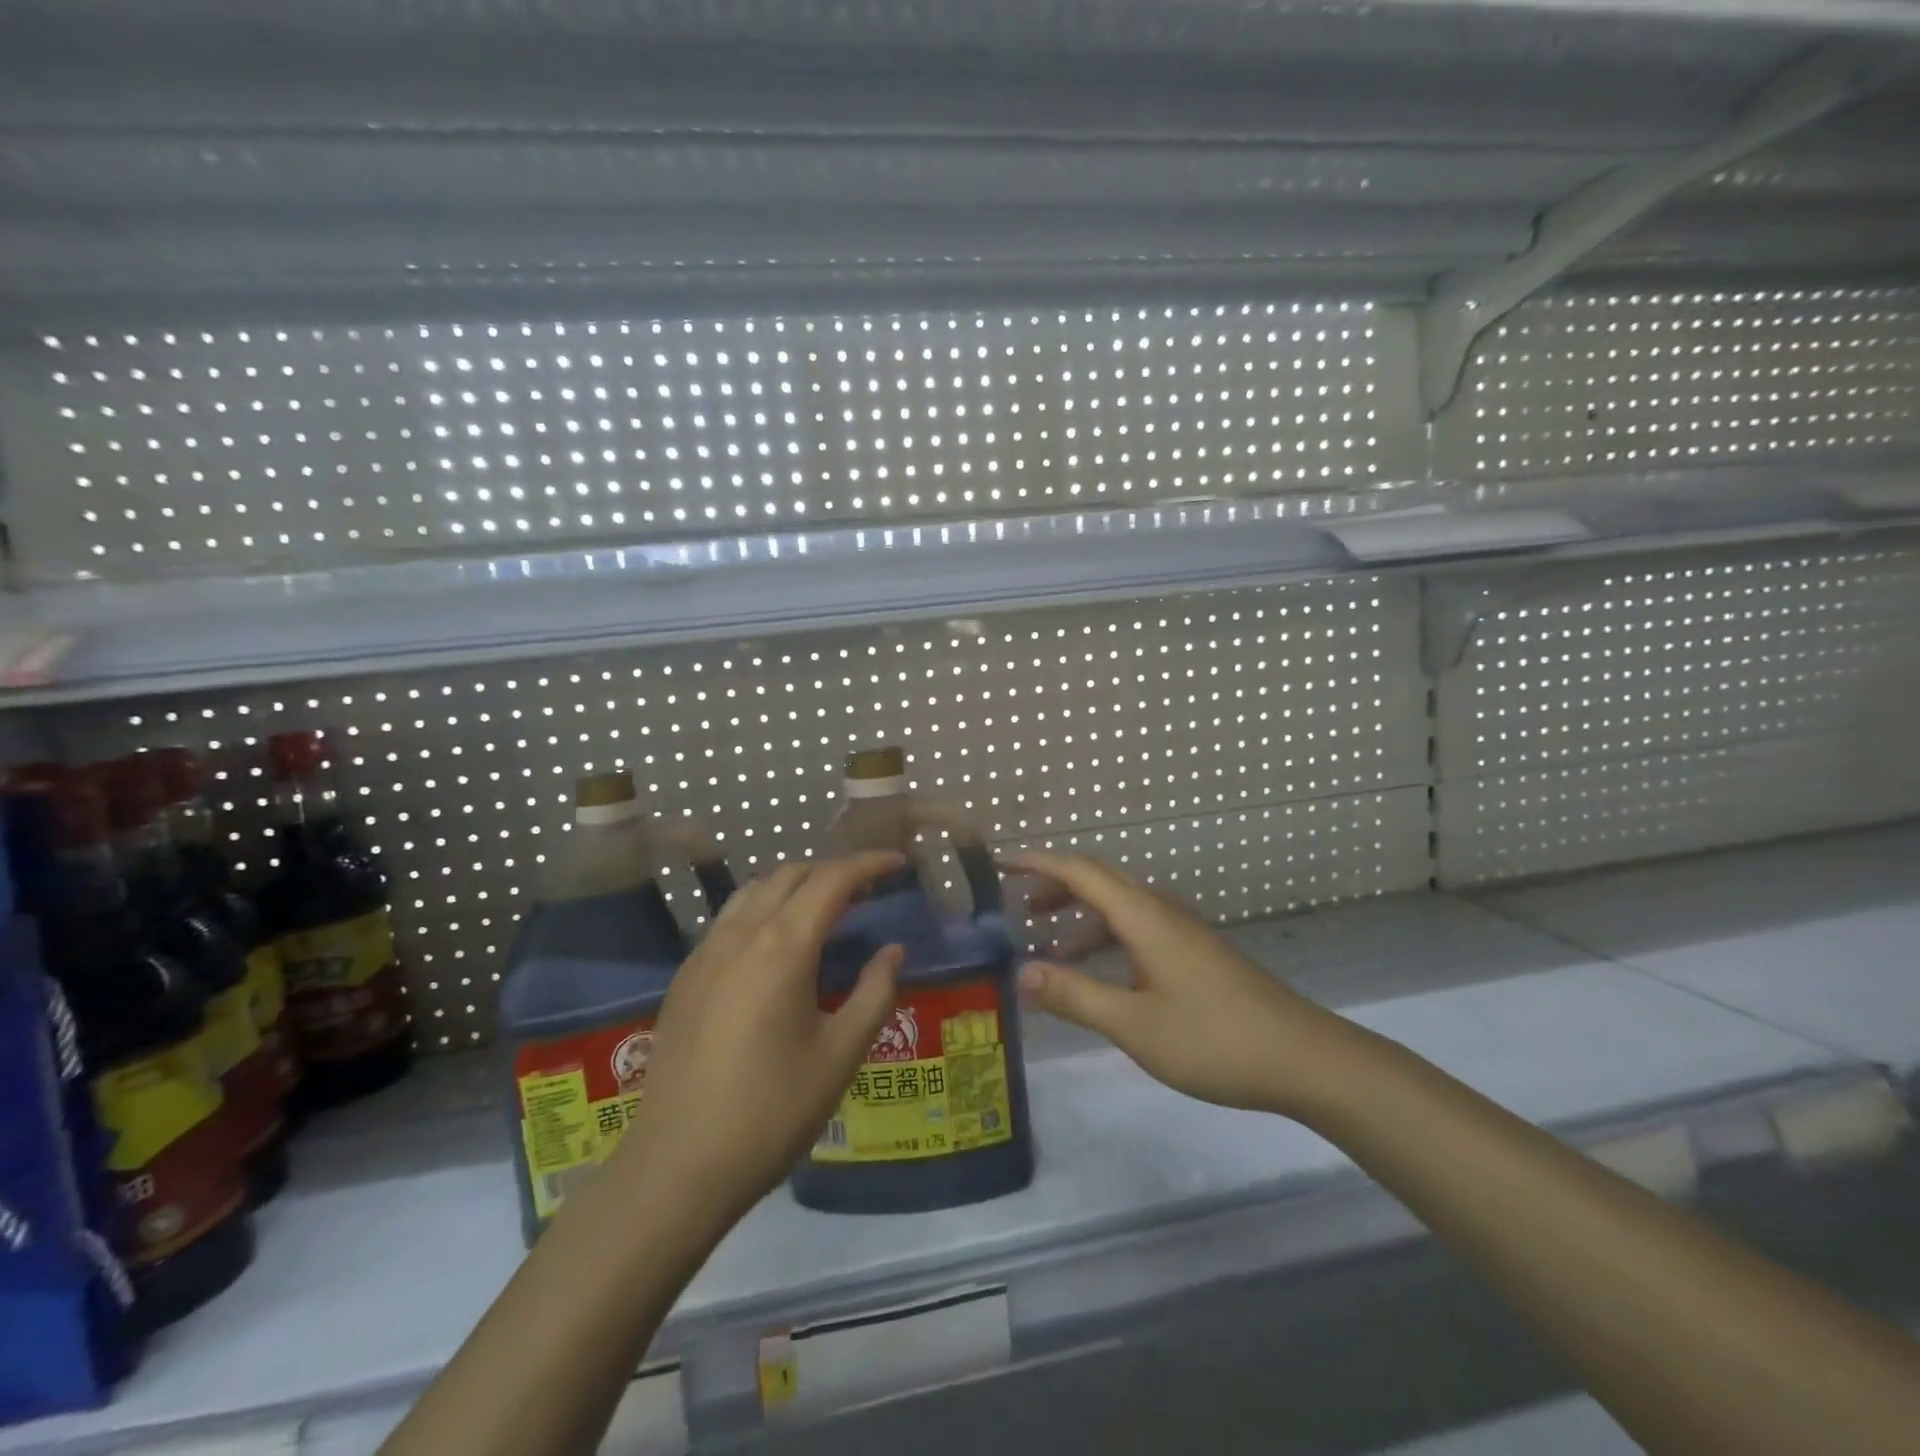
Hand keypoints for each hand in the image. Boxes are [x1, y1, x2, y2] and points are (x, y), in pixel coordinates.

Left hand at [609, 853, 904, 1222]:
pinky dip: (762, 909)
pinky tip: (776, 947)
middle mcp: (740, 934)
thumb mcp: (840, 1055)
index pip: (831, 880)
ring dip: (794, 886)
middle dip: (832, 871)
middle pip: (790, 874)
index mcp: (782, 947)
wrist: (677, 1166)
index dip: (868, 864)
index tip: (898, 862)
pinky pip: (729, 919)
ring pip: (754, 891)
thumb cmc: (772, 1112)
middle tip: (867, 891)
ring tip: (823, 911)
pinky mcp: (685, 977)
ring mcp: (705, 953)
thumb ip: (874, 993)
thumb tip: (891, 951)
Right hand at [1006, 850, 1351, 1117]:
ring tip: (1050, 947)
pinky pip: (1138, 927)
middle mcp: (1161, 911)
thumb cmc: (1213, 1038)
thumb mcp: (1135, 1024)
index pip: (1081, 872)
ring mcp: (1183, 931)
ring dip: (1082, 916)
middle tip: (1019, 909)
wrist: (1303, 1057)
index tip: (1000, 864)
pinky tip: (1101, 974)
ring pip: (1121, 906)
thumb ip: (1076, 996)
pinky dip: (1107, 937)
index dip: (1038, 862)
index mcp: (1144, 917)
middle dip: (1056, 886)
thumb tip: (1021, 972)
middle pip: (1100, 880)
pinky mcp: (1196, 952)